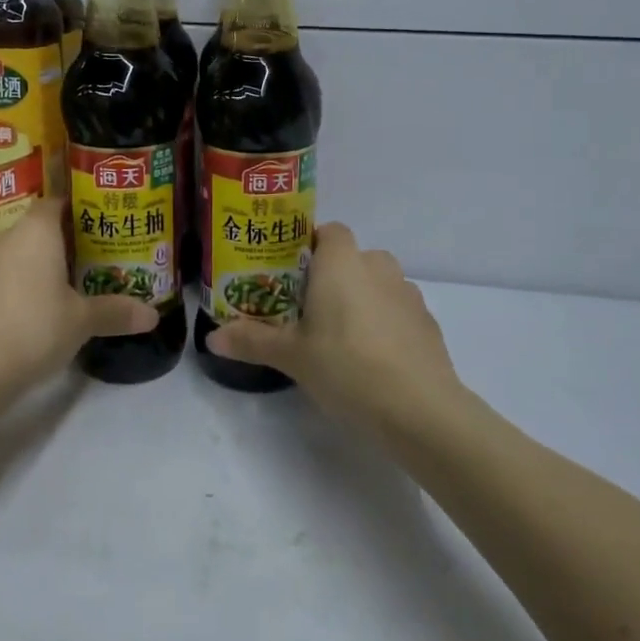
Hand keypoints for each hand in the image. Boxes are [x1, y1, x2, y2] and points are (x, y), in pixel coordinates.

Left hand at [0, 198, 156, 398]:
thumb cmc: (33, 327)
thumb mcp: (82, 321)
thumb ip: (116, 312)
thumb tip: (153, 316)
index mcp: (36, 229)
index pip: (58, 202)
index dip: (80, 209)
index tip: (102, 223)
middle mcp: (7, 237)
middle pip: (39, 228)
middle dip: (65, 240)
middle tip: (96, 255)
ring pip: (19, 253)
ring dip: (41, 265)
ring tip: (72, 283)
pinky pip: (4, 277)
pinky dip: (22, 286)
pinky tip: (39, 310)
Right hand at [207, 223, 459, 431]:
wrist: (420, 409)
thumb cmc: (346, 366)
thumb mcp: (291, 355)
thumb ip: (252, 340)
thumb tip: (211, 337)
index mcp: (342, 261)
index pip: (328, 231)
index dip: (309, 247)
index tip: (290, 276)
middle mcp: (377, 265)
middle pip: (351, 258)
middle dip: (332, 278)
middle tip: (308, 312)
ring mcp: (408, 293)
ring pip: (377, 284)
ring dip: (360, 300)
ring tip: (340, 338)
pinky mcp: (428, 322)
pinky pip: (397, 311)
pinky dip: (384, 324)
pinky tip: (373, 359)